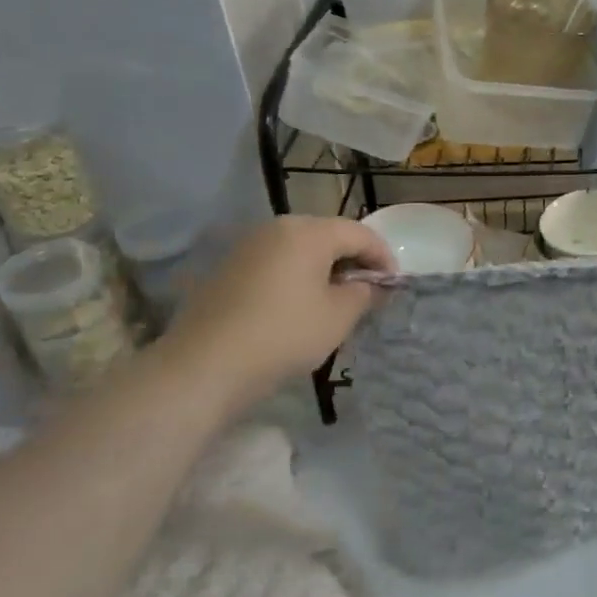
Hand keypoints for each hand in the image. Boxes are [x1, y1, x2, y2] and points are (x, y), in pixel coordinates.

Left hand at [157, 215, 396, 416]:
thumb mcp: (339, 316)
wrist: (202, 368)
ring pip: (300, 250)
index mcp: (308, 231)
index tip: (394, 285)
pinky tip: (297, 308)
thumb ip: (364, 293)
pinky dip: (295, 279)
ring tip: (334, 302)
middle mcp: (276, 228)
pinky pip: (275, 265)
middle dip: (353, 261)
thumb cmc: (284, 335)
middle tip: (367, 293)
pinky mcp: (226, 270)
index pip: (360, 234)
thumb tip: (370, 285)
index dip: (384, 257)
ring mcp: (247, 248)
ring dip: (323, 270)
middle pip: (328, 236)